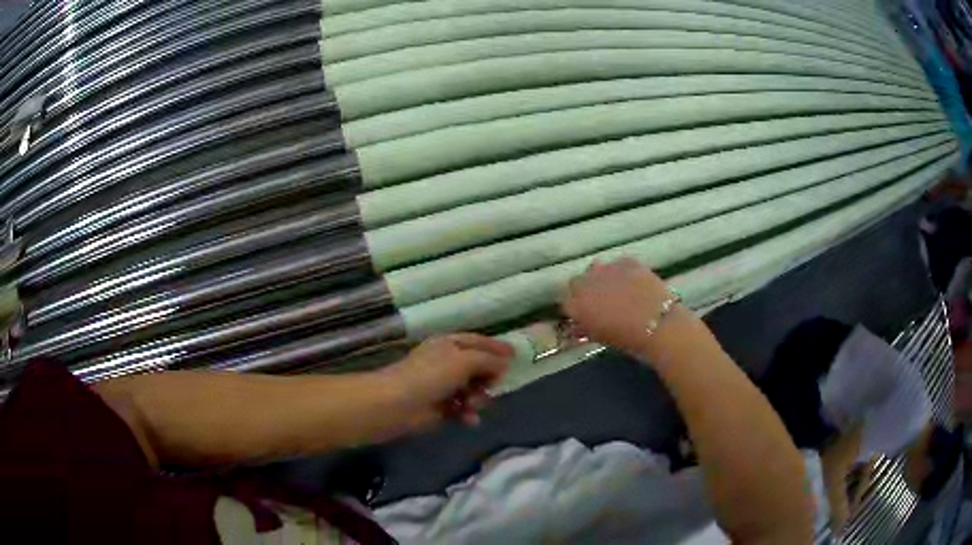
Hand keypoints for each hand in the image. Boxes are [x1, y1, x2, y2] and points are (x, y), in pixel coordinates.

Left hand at [380, 334, 512, 429]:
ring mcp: (443, 386)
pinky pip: (463, 409)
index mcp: (450, 344)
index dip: (496, 347)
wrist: (397, 405)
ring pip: (473, 390)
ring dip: (478, 398)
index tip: (516, 355)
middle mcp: (447, 363)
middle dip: (488, 378)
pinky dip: (468, 413)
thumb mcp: (464, 361)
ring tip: (473, 405)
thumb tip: (504, 364)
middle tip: (492, 385)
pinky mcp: (440, 408)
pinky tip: (469, 419)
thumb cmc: (430, 376)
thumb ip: (488, 360)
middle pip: (479, 368)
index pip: (478, 342)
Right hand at [561, 258, 680, 355]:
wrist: (658, 324)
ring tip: (616, 289)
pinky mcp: (626, 261)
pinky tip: (634, 282)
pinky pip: (619, 264)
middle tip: (599, 302)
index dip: (576, 309)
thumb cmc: (627, 339)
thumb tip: (578, 326)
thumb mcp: (600, 337)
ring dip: (601, 277)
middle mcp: (586, 283)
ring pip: (596, 268)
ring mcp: (607, 269)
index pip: (567, 303)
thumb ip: (584, 328)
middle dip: (585, 290)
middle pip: (577, 282)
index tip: (585, 315)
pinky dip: (623, 272)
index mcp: (576, 305)